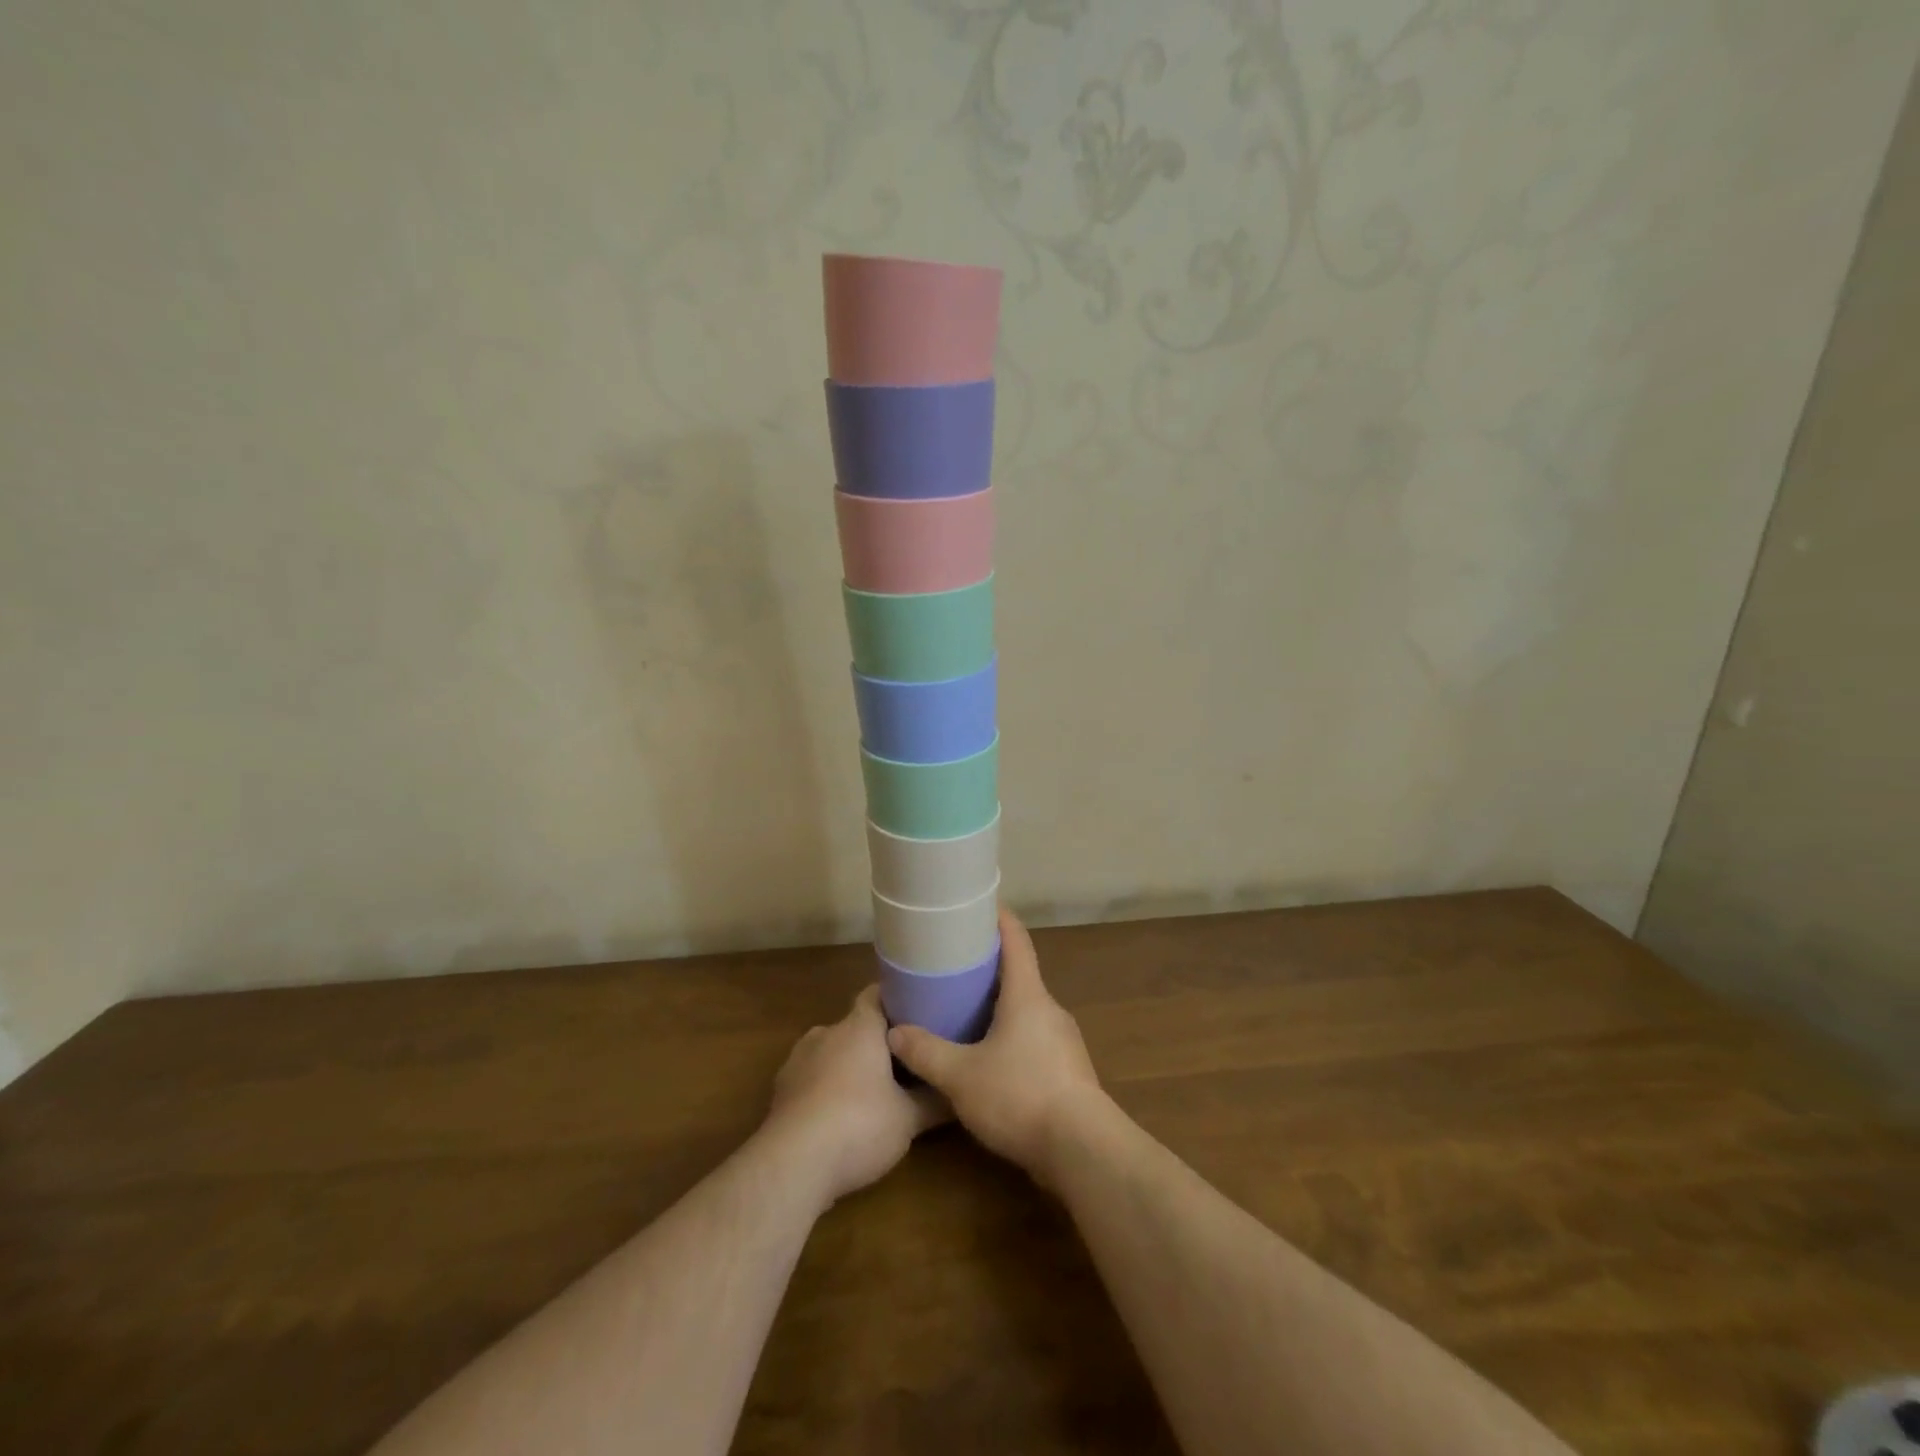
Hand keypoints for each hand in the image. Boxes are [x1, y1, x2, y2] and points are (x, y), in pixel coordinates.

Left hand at [764, 985, 943, 1206]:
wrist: (792, 1165)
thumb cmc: (859, 1124)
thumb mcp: (909, 1118)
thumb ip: (934, 1102)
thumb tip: (957, 1093)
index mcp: (859, 1027)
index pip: (877, 994)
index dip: (897, 1001)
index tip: (918, 1014)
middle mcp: (826, 1033)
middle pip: (856, 1027)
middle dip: (877, 1043)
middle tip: (904, 1063)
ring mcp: (797, 1061)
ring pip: (831, 1053)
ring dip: (850, 1068)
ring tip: (873, 1093)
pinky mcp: (780, 1092)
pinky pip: (811, 1079)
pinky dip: (826, 1091)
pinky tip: (840, 1119)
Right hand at [886, 908, 1105, 1185]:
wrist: (1082, 1150)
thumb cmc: (1020, 1096)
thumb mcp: (961, 1075)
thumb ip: (925, 1052)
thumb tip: (894, 1033)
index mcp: (1028, 995)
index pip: (1017, 941)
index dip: (1000, 919)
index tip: (982, 905)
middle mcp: (1049, 1010)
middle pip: (1021, 975)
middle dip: (991, 968)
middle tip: (956, 965)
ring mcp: (1064, 1041)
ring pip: (1028, 1011)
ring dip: (1001, 1006)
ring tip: (967, 1012)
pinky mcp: (1068, 1071)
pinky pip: (1035, 1040)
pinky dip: (1012, 1037)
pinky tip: (990, 1059)